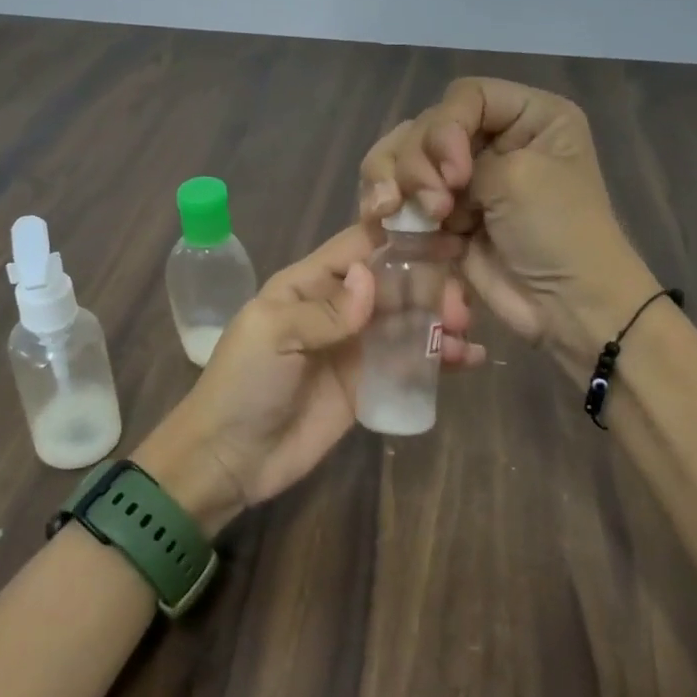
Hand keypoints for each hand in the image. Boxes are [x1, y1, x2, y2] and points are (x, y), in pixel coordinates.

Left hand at [141, 225, 483, 534]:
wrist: (230, 458)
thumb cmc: (243, 386)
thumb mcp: (272, 336)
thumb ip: (323, 309)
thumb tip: (370, 278)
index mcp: (308, 283)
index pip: (360, 246)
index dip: (402, 238)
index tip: (448, 237)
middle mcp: (337, 308)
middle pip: (394, 282)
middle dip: (431, 286)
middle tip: (458, 310)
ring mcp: (356, 346)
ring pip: (409, 319)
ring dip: (440, 320)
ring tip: (463, 336)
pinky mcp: (370, 384)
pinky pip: (410, 362)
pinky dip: (439, 357)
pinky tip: (467, 360)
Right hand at [358, 78, 653, 366]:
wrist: (565, 305)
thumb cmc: (557, 232)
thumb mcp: (518, 175)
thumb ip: (456, 157)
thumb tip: (413, 181)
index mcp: (528, 116)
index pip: (465, 96)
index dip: (446, 129)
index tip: (456, 176)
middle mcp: (493, 139)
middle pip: (426, 127)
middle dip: (416, 164)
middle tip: (435, 206)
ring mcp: (465, 180)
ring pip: (403, 160)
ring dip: (394, 185)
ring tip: (394, 214)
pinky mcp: (443, 216)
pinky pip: (401, 198)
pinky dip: (391, 210)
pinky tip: (390, 227)